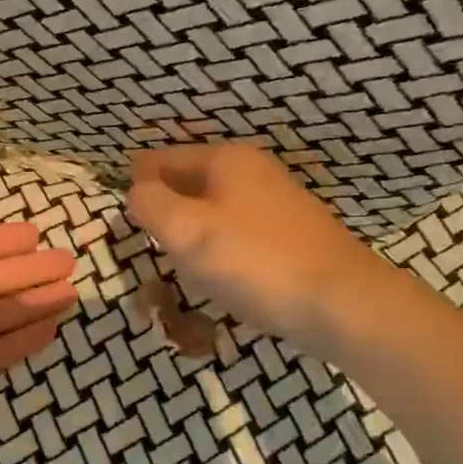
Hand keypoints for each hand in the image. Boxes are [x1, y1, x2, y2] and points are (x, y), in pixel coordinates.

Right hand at [127, 144, 383, 344]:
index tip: (121, 213)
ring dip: (191, 234)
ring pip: (212, 210)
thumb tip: (136, 190)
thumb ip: (149, 203)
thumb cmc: (253, 262)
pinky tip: (220, 277)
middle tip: (147, 243)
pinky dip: (219, 250)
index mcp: (225, 159)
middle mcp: (253, 171)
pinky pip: (237, 234)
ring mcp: (276, 203)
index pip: (161, 159)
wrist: (341, 304)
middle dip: (164, 209)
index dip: (136, 183)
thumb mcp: (186, 230)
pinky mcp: (291, 236)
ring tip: (179, 265)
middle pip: (188, 183)